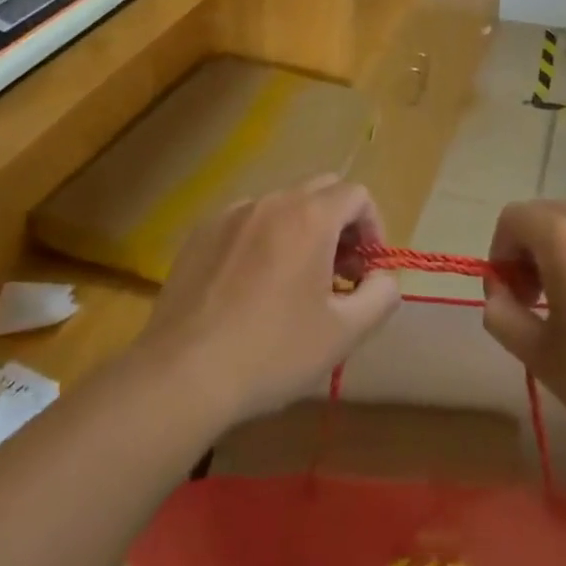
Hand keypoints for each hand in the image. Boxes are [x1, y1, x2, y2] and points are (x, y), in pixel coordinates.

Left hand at [139, 176, 401, 428]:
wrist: (182, 375)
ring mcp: (230, 214)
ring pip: (282, 206)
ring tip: (293, 284)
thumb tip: (383, 278)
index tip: (366, 270)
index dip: (373, 228)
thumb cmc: (272, 352)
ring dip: (301, 232)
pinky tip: (249, 288)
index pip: (357, 195)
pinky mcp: (199, 234)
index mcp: (310, 216)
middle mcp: (271, 202)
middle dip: (340, 225)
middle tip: (337, 274)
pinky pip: (245, 222)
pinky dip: (261, 241)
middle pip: (321, 190)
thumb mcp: (344, 333)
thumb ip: (380, 296)